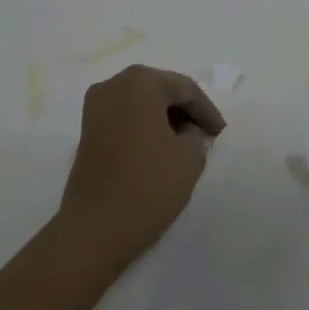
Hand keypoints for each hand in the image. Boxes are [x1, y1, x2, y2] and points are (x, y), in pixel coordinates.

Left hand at [60, 65, 226, 265]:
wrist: (95, 227)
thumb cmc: (148, 185)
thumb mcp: (189, 157)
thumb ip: (196, 135)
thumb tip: (186, 132)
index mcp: (140, 82)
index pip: (185, 88)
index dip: (207, 111)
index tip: (221, 134)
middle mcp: (114, 84)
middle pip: (160, 90)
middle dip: (185, 111)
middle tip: (206, 135)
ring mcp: (95, 106)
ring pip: (141, 103)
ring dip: (164, 118)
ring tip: (186, 144)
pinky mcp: (87, 130)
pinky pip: (125, 117)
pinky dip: (145, 127)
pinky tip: (160, 149)